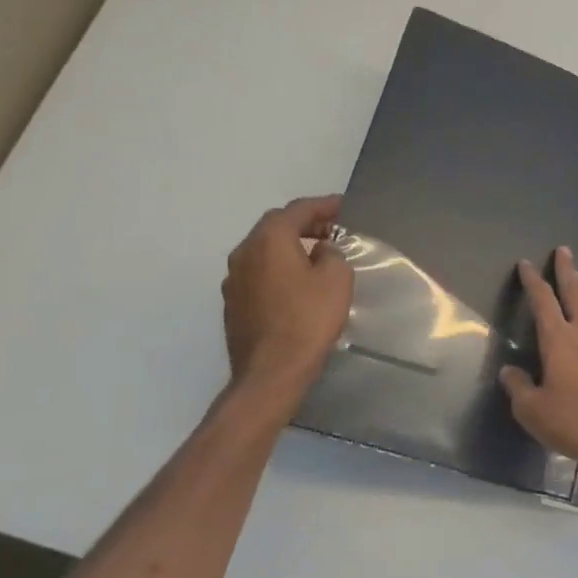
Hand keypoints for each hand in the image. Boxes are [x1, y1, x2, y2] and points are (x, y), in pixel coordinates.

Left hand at [221, 195, 353, 392]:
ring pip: (264, 251)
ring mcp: (233, 280)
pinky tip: (296, 284)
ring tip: (315, 256)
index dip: (324, 205)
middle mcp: (243, 253)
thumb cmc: (308, 320)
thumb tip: (321, 251)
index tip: (344, 206)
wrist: (271, 372)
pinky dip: (278, 269)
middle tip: (332, 230)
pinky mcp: (233, 304)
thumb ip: (332, 254)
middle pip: (275, 226)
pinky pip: (258, 274)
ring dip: (289, 247)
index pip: (297, 210)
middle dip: (304, 224)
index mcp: (269, 240)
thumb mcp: (336, 280)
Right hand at [499, 246, 577, 477]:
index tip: (526, 264)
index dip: (533, 281)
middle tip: (563, 251)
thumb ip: (519, 387)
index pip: (543, 301)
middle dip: (567, 270)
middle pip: (575, 292)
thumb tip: (510, 372)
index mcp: (559, 340)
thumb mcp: (533, 411)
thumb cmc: (575, 423)